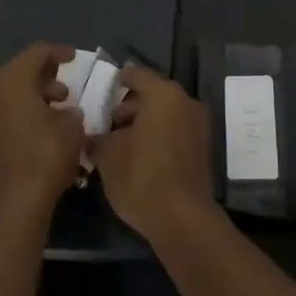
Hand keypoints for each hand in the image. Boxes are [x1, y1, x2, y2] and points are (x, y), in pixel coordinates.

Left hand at [0, 41, 84, 228]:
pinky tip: (41, 130)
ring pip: (10, 94)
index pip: (37, 53)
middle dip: (45, 77)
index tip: (74, 57)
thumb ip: (71, 111)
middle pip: (20, 72)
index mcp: (12, 80)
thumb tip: (68, 113)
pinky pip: (3, 114)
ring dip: (34, 97)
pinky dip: (22, 114)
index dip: (58, 52)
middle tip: (66, 89)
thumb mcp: (72, 127)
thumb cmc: (44, 157)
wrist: (11, 207)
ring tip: (58, 112)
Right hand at [90, 65, 214, 244]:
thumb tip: (92, 135)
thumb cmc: (141, 177)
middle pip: (153, 94)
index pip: (137, 75)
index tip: (108, 86)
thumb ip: (98, 138)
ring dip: (145, 123)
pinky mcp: (202, 148)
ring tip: (122, 144)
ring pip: (166, 114)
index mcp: (163, 94)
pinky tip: (141, 156)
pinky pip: (176, 131)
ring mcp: (198, 125)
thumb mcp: (108, 156)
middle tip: (109, 123)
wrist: (182, 219)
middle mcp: (185, 102)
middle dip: (130, 107)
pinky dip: (159, 135)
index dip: (120, 79)